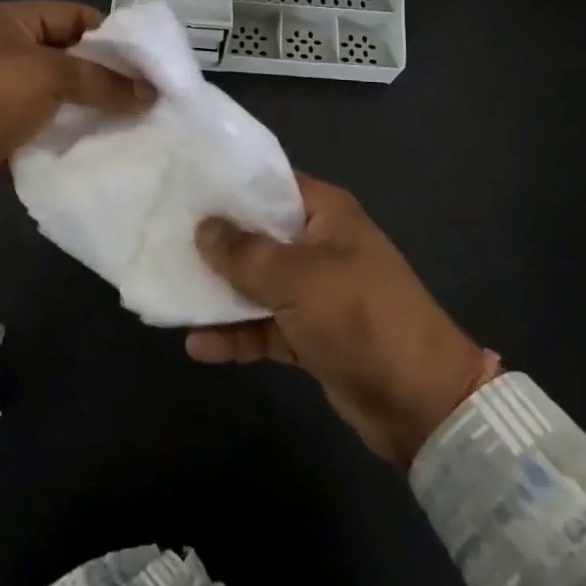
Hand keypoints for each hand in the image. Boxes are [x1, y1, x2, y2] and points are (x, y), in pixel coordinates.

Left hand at [0, 1, 153, 214]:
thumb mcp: (50, 76)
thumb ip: (102, 81)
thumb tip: (150, 93)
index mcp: (13, 20)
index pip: (75, 16)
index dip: (112, 36)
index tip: (147, 62)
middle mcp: (9, 48)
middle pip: (71, 52)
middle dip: (106, 72)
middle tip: (145, 93)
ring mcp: (5, 87)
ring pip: (62, 88)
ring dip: (92, 101)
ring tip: (132, 117)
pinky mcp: (4, 123)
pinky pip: (49, 117)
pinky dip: (73, 124)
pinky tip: (101, 136)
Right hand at [188, 173, 500, 464]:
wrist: (420, 402)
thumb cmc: (360, 316)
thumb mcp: (298, 277)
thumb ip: (245, 252)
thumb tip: (203, 226)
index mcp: (325, 213)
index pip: (271, 183)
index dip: (230, 184)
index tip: (185, 183)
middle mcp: (319, 245)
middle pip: (259, 234)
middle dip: (217, 239)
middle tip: (165, 234)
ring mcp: (315, 292)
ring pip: (258, 282)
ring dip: (221, 291)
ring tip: (172, 289)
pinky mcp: (311, 334)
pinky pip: (265, 326)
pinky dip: (237, 335)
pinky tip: (197, 345)